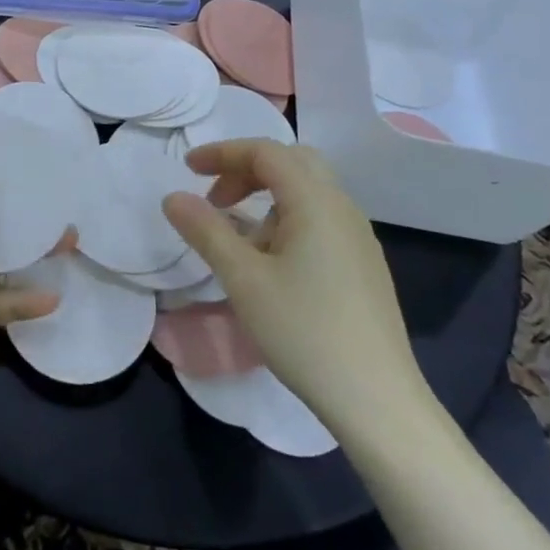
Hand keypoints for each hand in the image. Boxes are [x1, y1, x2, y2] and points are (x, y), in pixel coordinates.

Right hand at [161, 141, 446, 444]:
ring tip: (239, 244)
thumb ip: (206, 231)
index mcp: (316, 201)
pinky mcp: (363, 263)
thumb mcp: (243, 279)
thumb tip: (174, 197)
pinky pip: (320, 220)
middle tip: (215, 200)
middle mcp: (342, 207)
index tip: (186, 168)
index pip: (266, 152)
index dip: (222, 152)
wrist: (375, 397)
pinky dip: (287, 221)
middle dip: (247, 171)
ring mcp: (358, 236)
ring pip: (307, 193)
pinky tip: (273, 266)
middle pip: (291, 163)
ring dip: (266, 199)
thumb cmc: (303, 330)